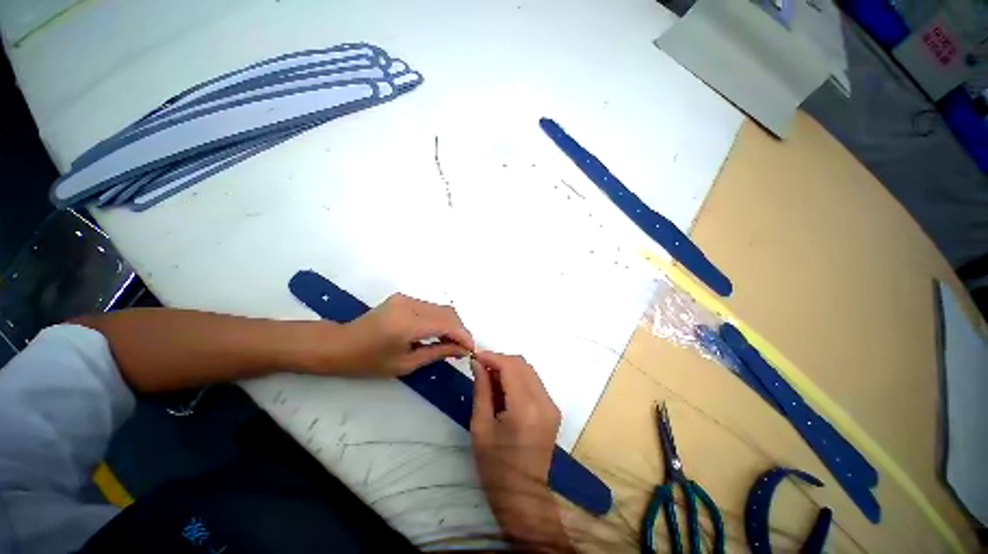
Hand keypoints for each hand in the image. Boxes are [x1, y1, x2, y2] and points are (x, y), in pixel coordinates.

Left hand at [329, 293, 473, 376]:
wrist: (340, 344)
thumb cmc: (369, 361)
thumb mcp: (405, 364)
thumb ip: (438, 353)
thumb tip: (462, 349)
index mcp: (406, 324)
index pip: (446, 324)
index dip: (463, 335)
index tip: (471, 349)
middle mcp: (409, 305)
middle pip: (448, 312)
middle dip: (460, 329)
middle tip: (463, 348)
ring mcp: (406, 298)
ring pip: (441, 308)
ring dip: (452, 324)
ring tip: (453, 342)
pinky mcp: (404, 298)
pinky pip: (431, 307)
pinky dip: (440, 319)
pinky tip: (439, 333)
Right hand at [470, 352, 571, 551]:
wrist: (523, 496)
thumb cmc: (495, 466)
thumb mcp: (481, 426)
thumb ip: (482, 388)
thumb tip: (478, 362)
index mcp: (525, 408)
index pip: (510, 366)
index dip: (492, 357)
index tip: (475, 356)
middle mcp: (544, 402)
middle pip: (522, 364)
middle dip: (500, 360)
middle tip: (481, 368)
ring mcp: (552, 406)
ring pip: (529, 371)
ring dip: (509, 368)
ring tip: (490, 377)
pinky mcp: (553, 410)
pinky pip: (534, 382)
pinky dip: (518, 378)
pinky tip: (504, 388)